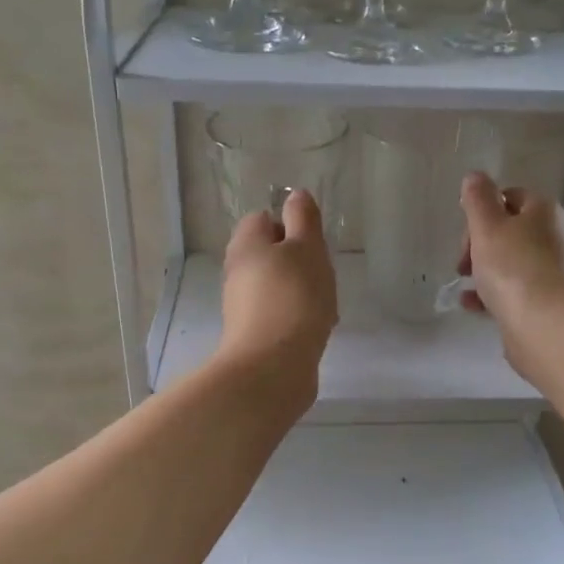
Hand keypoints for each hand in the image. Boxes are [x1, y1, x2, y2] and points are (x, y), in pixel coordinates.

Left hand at [218, 189, 337, 395]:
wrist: (273, 367)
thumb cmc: (293, 298)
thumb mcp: (306, 248)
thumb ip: (303, 219)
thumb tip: (297, 196)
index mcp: (246, 244)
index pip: (263, 218)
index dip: (290, 226)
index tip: (313, 244)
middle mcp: (238, 272)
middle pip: (272, 254)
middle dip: (301, 262)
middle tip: (323, 275)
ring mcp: (243, 306)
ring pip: (279, 286)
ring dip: (304, 292)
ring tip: (325, 307)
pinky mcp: (254, 334)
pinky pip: (281, 315)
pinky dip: (299, 318)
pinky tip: (317, 330)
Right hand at [458, 173, 563, 374]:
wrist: (549, 327)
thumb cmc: (515, 269)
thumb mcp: (488, 227)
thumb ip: (478, 200)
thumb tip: (475, 176)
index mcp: (543, 211)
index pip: (509, 197)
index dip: (482, 212)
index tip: (465, 234)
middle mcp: (553, 237)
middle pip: (508, 231)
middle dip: (479, 245)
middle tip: (462, 264)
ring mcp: (553, 272)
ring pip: (510, 263)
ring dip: (483, 272)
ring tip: (464, 286)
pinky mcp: (547, 302)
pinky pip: (514, 291)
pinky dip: (492, 295)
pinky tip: (474, 306)